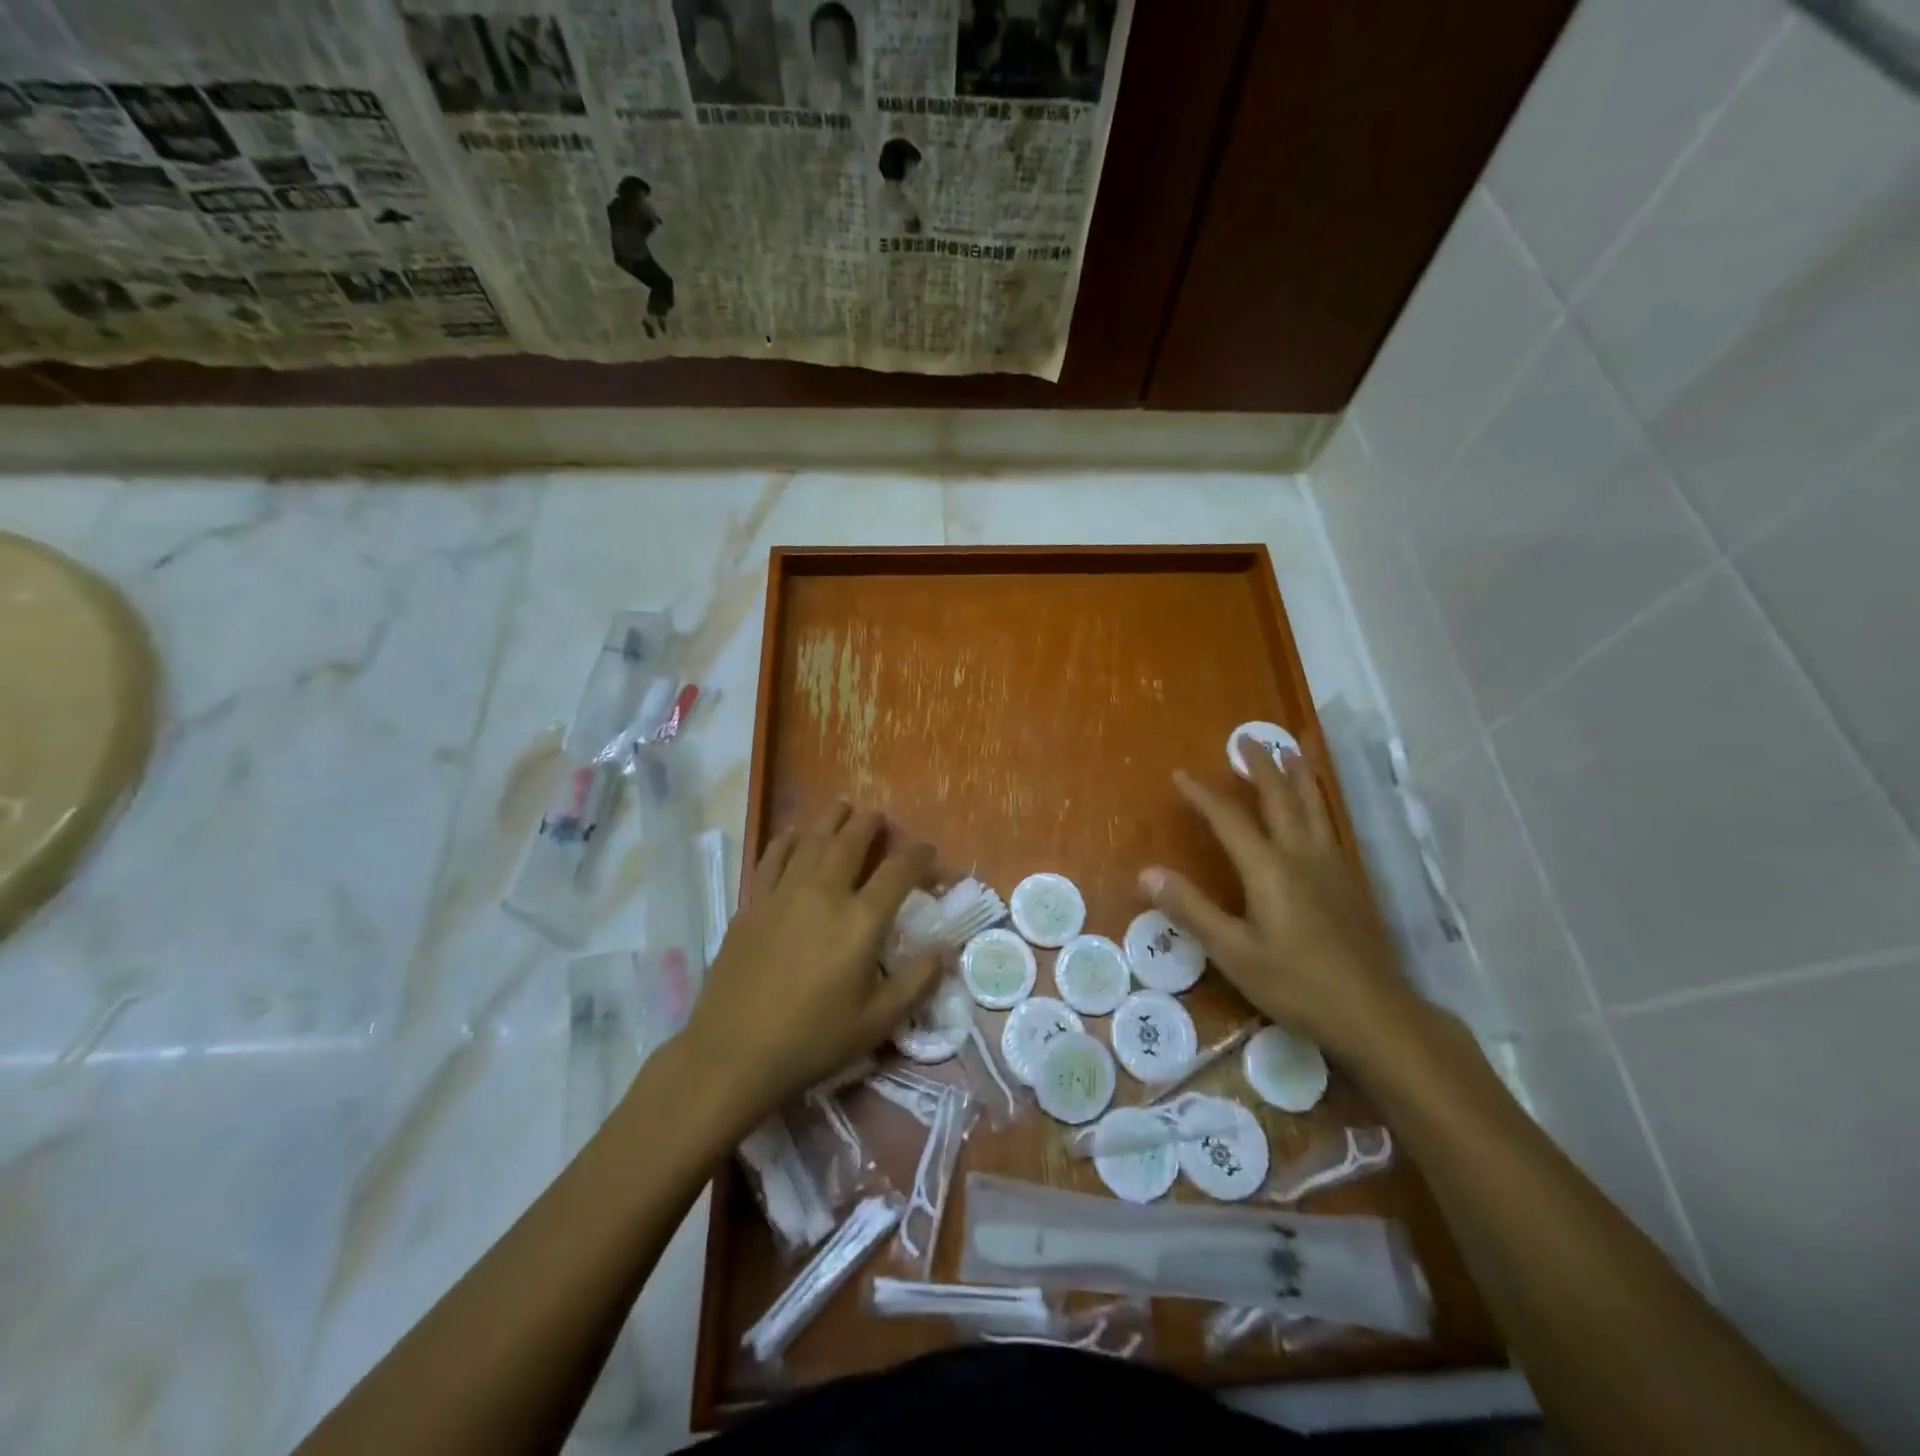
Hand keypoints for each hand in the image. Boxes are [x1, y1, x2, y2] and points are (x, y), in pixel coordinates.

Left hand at [677, 802, 940, 1125]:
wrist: (734, 1053)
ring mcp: (784, 894)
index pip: (899, 871)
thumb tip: (947, 951)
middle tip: (880, 817)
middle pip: (852, 841)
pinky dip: (788, 840)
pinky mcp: (753, 904)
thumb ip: (917, 982)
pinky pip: (773, 857)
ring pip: (813, 840)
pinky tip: (795, 835)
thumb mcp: (877, 1022)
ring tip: (843, 808)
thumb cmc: (813, 1040)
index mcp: (861, 921)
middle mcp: (825, 893)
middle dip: (871, 824)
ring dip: (832, 820)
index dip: (919, 855)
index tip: (928, 852)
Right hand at [1140, 738, 1422, 1063]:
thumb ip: (1191, 909)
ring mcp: (1331, 866)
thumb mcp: (1233, 952)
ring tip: (1293, 749)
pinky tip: (1319, 809)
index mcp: (1269, 868)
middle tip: (1247, 738)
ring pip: (1314, 806)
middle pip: (1280, 798)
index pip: (1229, 818)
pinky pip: (1330, 825)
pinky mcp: (1348, 882)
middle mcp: (1301, 855)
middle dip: (1261, 766)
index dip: (1203, 794)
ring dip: (1299, 775)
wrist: (1374, 1012)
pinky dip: (1319, 802)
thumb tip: (1147, 873)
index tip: (1181, 775)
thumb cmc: (1296, 984)